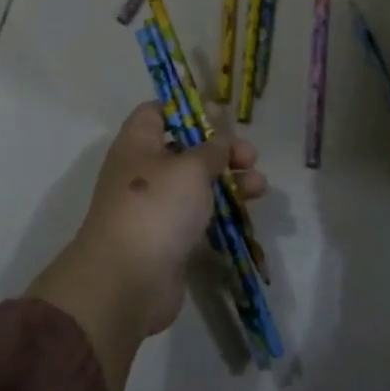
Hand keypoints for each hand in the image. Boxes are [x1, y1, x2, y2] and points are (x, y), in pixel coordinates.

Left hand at [76, 102, 265, 336]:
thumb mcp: (190, 168)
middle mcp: (142, 171)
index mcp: (137, 144)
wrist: (128, 281)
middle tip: (250, 157)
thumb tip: (219, 141)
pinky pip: (198, 216)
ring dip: (229, 181)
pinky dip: (221, 211)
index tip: (219, 116)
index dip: (186, 109)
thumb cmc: (156, 207)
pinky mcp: (168, 239)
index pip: (155, 113)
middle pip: (184, 149)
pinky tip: (247, 211)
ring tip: (261, 186)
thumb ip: (211, 150)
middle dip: (220, 150)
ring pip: (195, 185)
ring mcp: (154, 207)